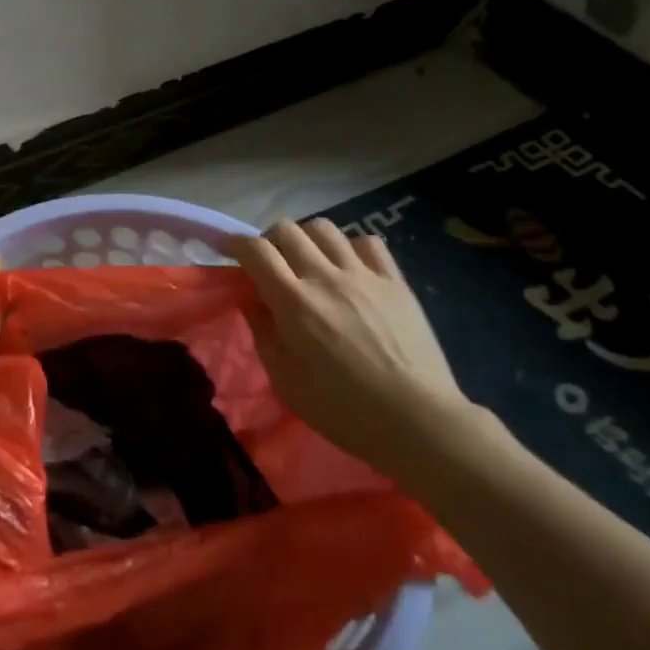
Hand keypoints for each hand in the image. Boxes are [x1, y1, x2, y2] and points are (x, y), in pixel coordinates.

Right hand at [233, 219, 473, 472]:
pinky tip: (350, 268)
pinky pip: (367, 242)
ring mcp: (364, 275)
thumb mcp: (286, 382)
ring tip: (310, 262)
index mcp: (294, 302)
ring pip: (325, 228)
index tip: (230, 249)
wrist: (419, 421)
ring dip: (307, 239)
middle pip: (287, 229)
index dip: (236, 242)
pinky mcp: (396, 281)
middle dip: (269, 240)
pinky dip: (350, 247)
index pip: (256, 250)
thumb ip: (263, 334)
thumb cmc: (345, 410)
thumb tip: (252, 300)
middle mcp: (326, 277)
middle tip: (271, 263)